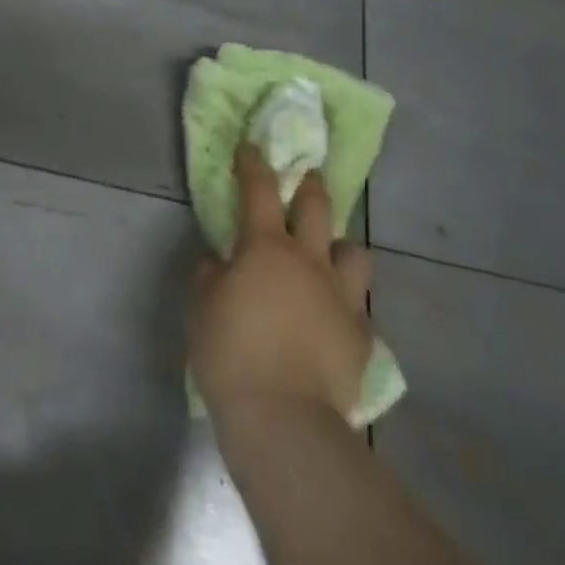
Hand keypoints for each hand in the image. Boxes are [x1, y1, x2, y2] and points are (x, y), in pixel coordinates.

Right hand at [189, 141, 373, 417]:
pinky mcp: (361, 336)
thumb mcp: (202, 307)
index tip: (251, 146)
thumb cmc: (231, 352)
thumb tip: (221, 263)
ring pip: (355, 252)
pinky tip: (335, 317)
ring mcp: (342, 297)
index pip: (259, 188)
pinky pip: (360, 308)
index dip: (253, 163)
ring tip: (331, 255)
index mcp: (267, 246)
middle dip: (310, 185)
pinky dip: (347, 303)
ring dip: (342, 246)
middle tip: (307, 176)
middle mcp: (310, 260)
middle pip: (318, 207)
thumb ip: (211, 276)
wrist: (284, 418)